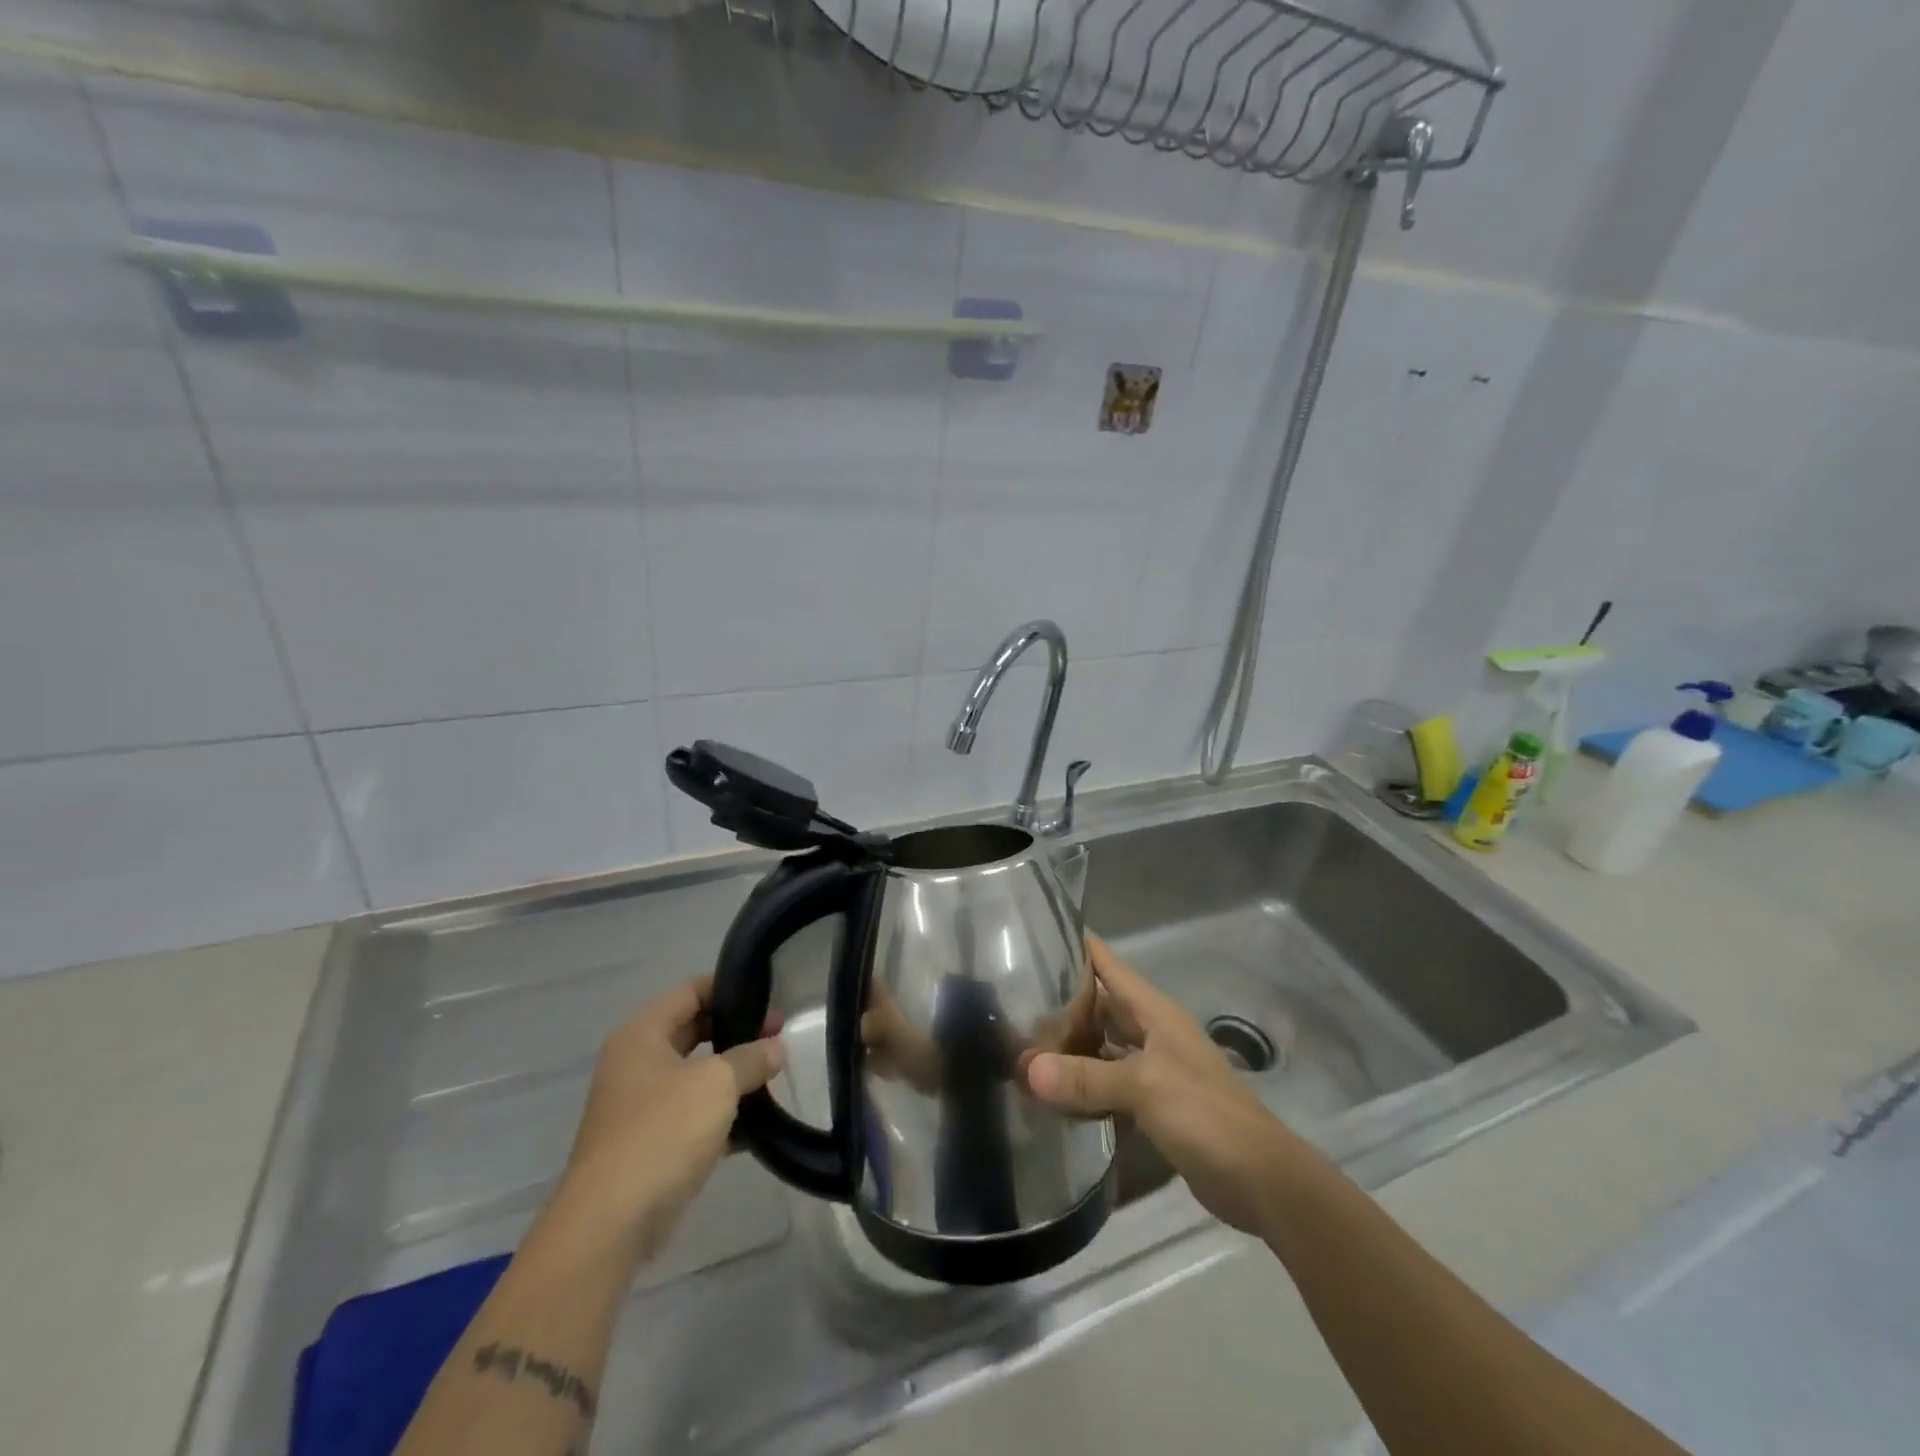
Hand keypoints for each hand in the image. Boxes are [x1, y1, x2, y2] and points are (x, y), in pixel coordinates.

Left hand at [554, 977, 783, 1260]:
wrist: (609, 1225)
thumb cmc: (661, 1133)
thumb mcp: (717, 1084)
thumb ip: (751, 1058)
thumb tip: (775, 1048)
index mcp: (641, 1035)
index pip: (690, 991)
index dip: (730, 989)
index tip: (768, 997)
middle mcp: (635, 1064)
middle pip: (693, 1031)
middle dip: (737, 1033)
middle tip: (778, 1036)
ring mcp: (640, 1107)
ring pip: (695, 1076)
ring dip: (732, 1076)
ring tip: (774, 1076)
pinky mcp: (649, 1145)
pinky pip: (692, 1115)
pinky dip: (722, 1115)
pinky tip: (757, 1124)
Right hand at [1024, 935, 1303, 1234]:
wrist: (1260, 1179)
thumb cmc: (1205, 1114)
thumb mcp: (1144, 1087)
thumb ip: (1086, 1078)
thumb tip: (1026, 1069)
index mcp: (1153, 1011)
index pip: (1106, 963)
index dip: (1073, 945)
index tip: (1030, 935)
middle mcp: (1151, 1032)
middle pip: (1098, 1005)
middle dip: (1059, 1003)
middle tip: (1009, 1001)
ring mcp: (1152, 1068)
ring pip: (1101, 1045)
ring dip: (1068, 1047)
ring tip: (1020, 1046)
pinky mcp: (1152, 1104)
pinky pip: (1107, 1082)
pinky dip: (1082, 1085)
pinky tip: (1051, 1093)